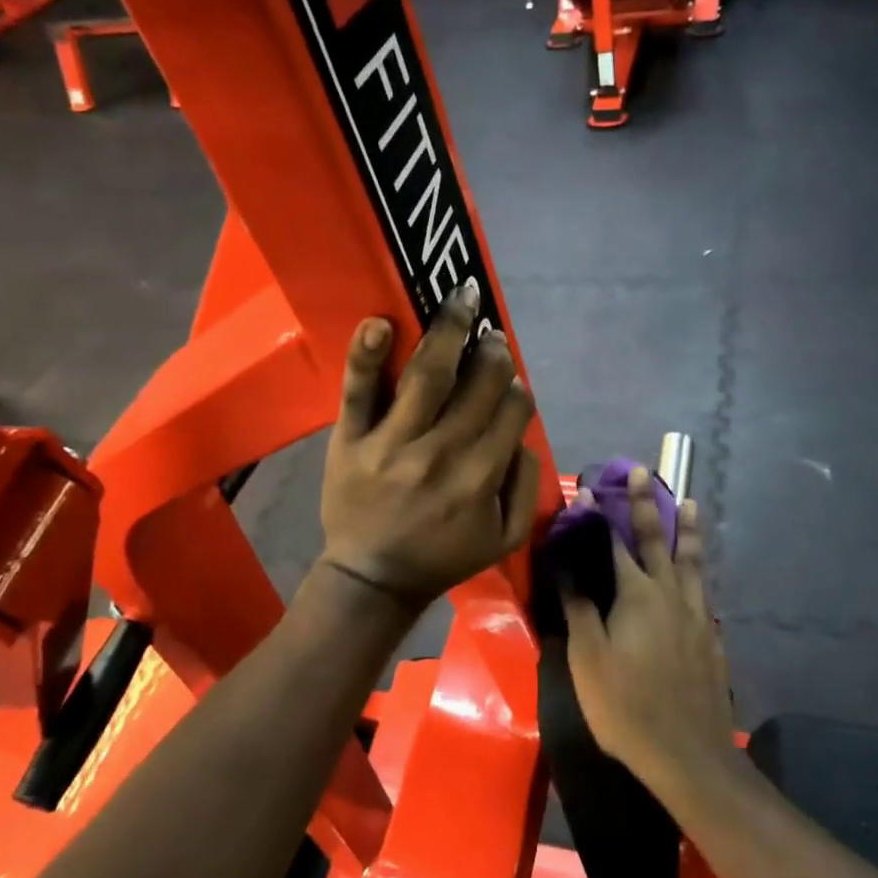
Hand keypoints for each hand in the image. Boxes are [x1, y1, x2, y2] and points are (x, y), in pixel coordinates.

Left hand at [320, 280, 539, 609]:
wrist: (372, 579)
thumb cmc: (442, 557)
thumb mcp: (504, 539)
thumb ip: (526, 486)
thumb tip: (523, 435)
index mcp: (480, 477)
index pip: (511, 411)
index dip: (517, 390)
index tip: (511, 382)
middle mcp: (441, 452)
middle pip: (477, 384)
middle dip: (492, 352)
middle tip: (492, 335)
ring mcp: (392, 442)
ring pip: (427, 374)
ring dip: (449, 329)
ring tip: (462, 298)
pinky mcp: (351, 439)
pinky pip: (359, 390)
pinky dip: (368, 354)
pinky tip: (380, 322)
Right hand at [562, 467, 736, 793]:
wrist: (689, 754)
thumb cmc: (627, 706)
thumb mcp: (588, 660)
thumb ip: (579, 609)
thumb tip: (567, 567)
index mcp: (637, 595)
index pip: (617, 543)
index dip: (604, 516)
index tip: (594, 489)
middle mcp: (670, 594)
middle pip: (659, 540)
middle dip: (649, 504)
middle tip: (647, 472)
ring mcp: (697, 615)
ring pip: (692, 562)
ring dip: (688, 530)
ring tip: (691, 503)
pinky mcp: (712, 638)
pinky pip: (705, 592)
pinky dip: (700, 573)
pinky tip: (700, 577)